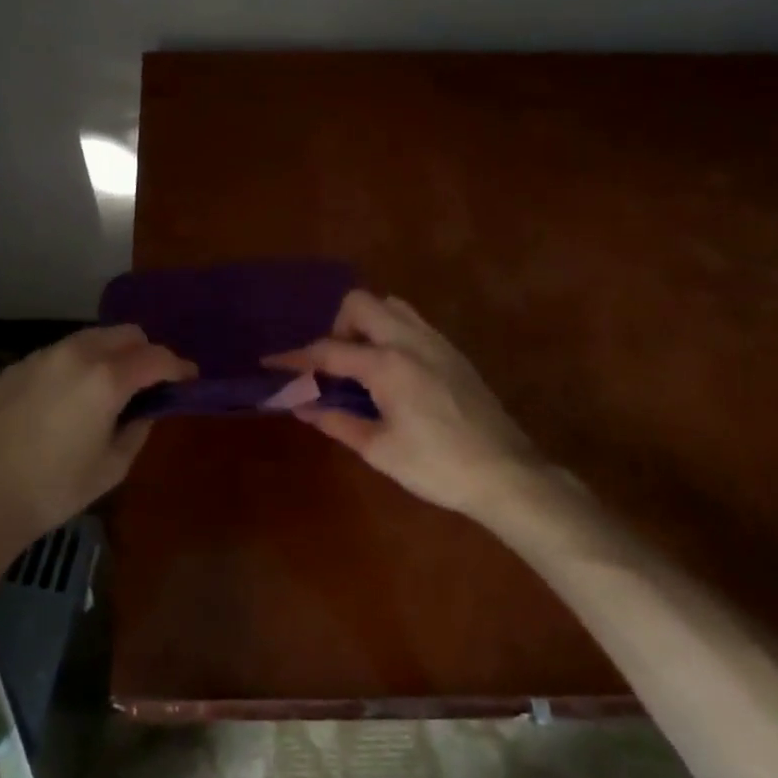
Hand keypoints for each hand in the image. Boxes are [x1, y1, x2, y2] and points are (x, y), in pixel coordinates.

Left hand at [0, 326, 192, 554]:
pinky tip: (68, 397)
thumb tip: (147, 409)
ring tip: (109, 386)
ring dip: (110, 354)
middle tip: (150, 382)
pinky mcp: (16, 368)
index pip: (156, 357)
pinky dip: (76, 365)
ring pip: (90, 338)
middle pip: (125, 334)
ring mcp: (41, 357)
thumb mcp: (112, 466)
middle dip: (145, 352)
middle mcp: (75, 354)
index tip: (189, 378)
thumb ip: (138, 428)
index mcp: (106, 378)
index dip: (179, 366)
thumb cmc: (55, 489)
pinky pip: (58, 354)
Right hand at [268, 290, 541, 520]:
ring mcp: (436, 342)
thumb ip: (337, 421)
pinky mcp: (453, 352)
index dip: (296, 357)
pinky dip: (390, 331)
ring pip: (389, 306)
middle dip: (336, 326)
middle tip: (333, 365)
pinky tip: (390, 370)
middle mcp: (410, 340)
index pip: (329, 350)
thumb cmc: (437, 467)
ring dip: (366, 324)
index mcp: (388, 364)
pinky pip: (412, 322)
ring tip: (360, 364)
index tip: (271, 361)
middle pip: (360, 303)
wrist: (506, 474)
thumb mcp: (379, 450)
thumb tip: (301, 405)